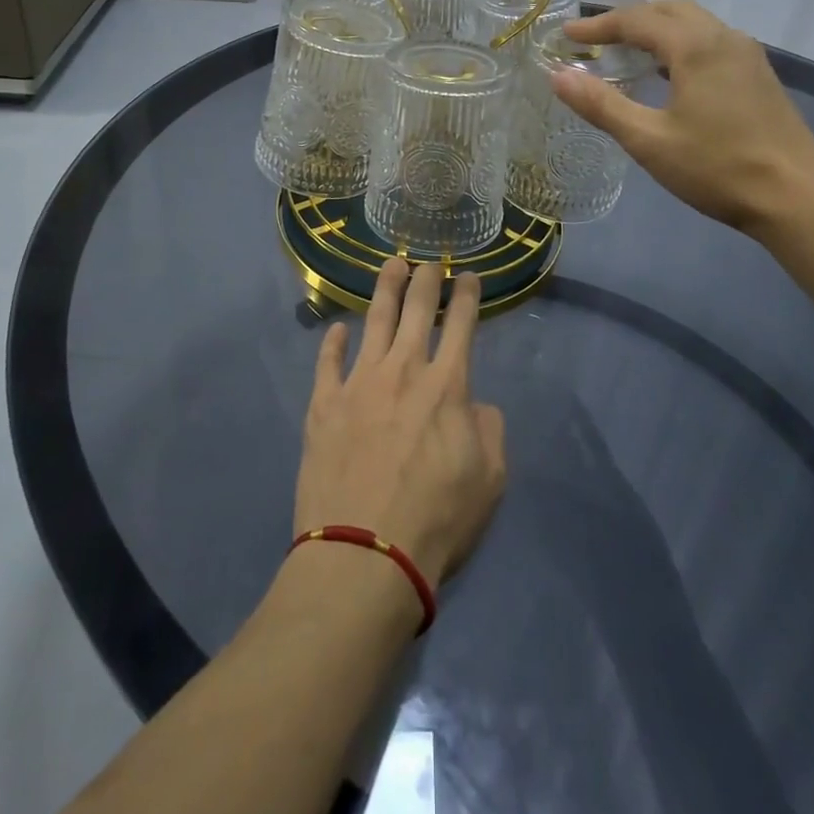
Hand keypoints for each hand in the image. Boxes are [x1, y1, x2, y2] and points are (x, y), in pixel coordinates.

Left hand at [295, 259, 506, 589]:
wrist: (364, 553)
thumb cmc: (437, 520)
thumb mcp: (489, 480)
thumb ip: (490, 431)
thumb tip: (476, 404)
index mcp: (446, 385)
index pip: (460, 325)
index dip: (466, 296)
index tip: (468, 275)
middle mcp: (403, 370)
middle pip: (416, 310)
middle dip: (426, 279)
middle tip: (429, 261)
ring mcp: (358, 383)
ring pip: (374, 321)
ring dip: (385, 290)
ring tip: (391, 265)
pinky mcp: (324, 404)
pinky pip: (328, 362)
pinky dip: (333, 342)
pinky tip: (337, 329)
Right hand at [554, 0, 813, 233]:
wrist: (798, 198)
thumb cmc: (717, 167)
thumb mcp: (648, 140)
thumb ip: (601, 105)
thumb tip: (557, 75)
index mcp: (695, 47)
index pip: (637, 20)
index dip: (597, 26)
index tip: (566, 36)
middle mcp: (723, 38)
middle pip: (669, 10)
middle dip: (628, 19)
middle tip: (594, 38)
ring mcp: (747, 55)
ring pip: (694, 23)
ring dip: (656, 28)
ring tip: (626, 50)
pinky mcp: (759, 75)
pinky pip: (710, 40)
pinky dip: (679, 43)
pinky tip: (668, 72)